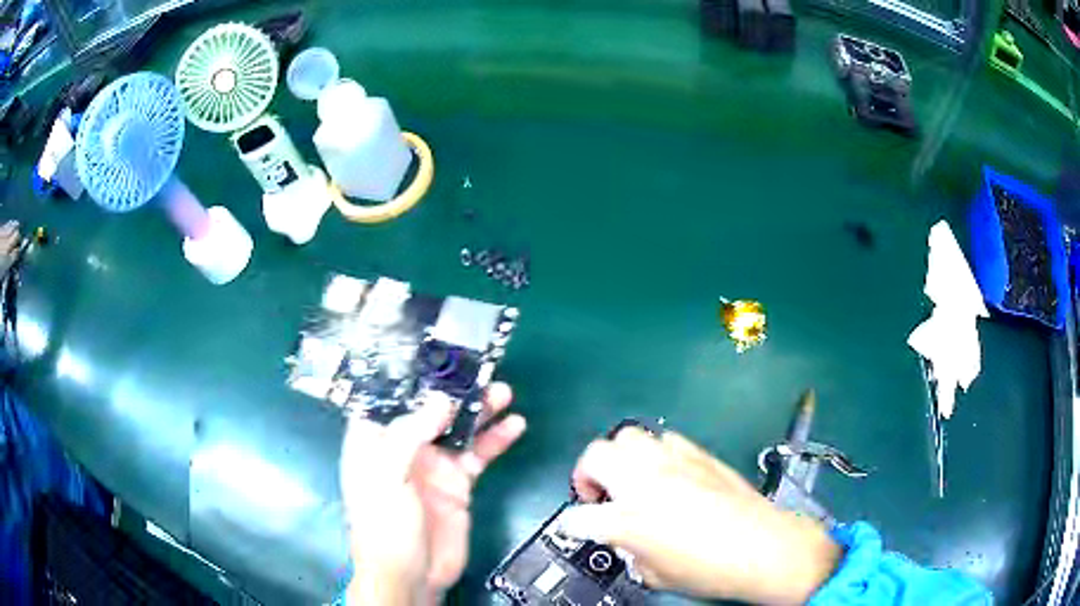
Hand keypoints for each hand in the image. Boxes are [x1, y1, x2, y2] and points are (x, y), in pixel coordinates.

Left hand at [340, 383, 524, 604]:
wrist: (413, 574)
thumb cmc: (384, 525)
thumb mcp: (386, 477)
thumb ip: (409, 435)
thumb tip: (440, 400)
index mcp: (373, 440)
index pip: (386, 398)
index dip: (407, 376)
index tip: (434, 353)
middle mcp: (402, 446)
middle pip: (429, 408)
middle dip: (453, 389)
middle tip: (479, 369)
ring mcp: (433, 463)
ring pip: (457, 427)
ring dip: (480, 409)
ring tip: (502, 391)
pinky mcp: (458, 481)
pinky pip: (479, 453)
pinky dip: (496, 439)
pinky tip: (514, 425)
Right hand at [563, 427, 840, 604]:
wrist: (763, 548)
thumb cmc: (709, 571)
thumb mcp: (656, 575)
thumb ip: (631, 552)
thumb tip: (627, 540)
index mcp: (627, 520)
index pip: (578, 517)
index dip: (571, 525)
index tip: (576, 527)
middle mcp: (645, 483)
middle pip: (596, 455)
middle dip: (588, 473)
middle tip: (600, 494)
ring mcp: (673, 462)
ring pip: (629, 436)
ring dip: (621, 457)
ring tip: (633, 477)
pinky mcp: (699, 454)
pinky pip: (666, 440)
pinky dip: (657, 452)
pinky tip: (668, 472)